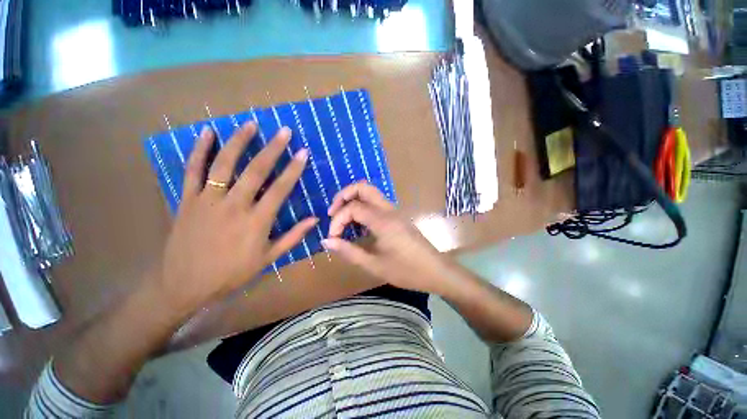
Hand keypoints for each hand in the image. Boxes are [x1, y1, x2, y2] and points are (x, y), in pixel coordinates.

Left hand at [152, 123, 317, 318]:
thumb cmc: (231, 273)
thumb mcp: (268, 258)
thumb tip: (315, 219)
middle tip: (284, 131)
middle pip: (256, 171)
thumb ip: (293, 237)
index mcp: (256, 221)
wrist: (184, 284)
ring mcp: (208, 200)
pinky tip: (207, 133)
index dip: (293, 169)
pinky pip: (192, 170)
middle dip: (273, 149)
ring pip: (224, 164)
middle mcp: (234, 205)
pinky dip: (199, 150)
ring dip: (239, 142)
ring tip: (251, 124)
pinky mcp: (187, 199)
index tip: (303, 153)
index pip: (280, 189)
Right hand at [323, 182, 451, 293]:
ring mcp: (395, 211)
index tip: (332, 237)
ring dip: (353, 200)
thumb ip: (349, 251)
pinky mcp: (397, 216)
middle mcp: (389, 210)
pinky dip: (363, 207)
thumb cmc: (406, 271)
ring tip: (342, 219)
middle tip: (332, 212)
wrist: (436, 271)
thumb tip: (326, 241)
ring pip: (371, 194)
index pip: (353, 208)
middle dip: (344, 195)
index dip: (337, 220)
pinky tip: (358, 225)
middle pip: (363, 187)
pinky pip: (377, 204)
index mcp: (383, 221)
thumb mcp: (374, 264)